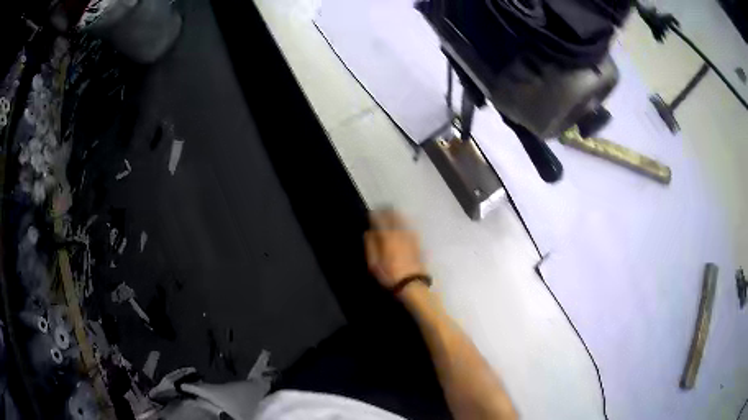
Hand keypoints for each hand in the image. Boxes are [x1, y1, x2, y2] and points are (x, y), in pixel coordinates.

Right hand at [365, 209, 426, 288]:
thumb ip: (371, 246)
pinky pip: (411, 228)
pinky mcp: (418, 242)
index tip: (371, 213)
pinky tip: (405, 225)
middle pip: (394, 217)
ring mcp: (411, 237)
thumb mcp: (374, 263)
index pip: (380, 220)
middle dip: (388, 211)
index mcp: (388, 237)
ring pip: (404, 220)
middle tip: (383, 209)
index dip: (375, 215)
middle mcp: (400, 233)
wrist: (412, 283)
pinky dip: (406, 223)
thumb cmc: (389, 274)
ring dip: (397, 215)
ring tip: (393, 213)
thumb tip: (368, 233)